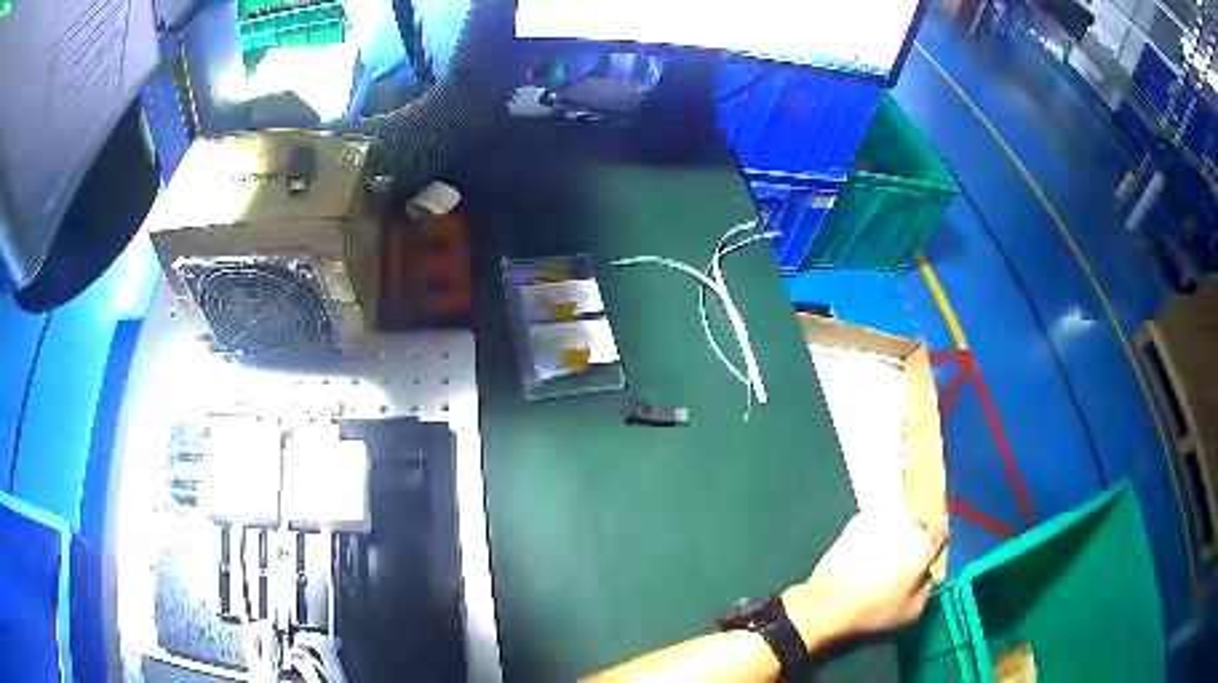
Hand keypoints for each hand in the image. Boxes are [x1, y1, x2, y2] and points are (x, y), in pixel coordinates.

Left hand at [782, 510, 948, 648]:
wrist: (827, 603)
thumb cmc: (873, 611)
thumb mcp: (912, 611)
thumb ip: (927, 587)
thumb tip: (926, 574)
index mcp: (924, 544)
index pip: (942, 532)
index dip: (936, 545)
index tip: (928, 557)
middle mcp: (907, 523)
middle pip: (920, 524)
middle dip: (915, 538)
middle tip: (902, 560)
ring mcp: (880, 517)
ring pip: (898, 519)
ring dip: (896, 532)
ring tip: (882, 555)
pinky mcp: (856, 520)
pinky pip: (875, 521)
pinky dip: (875, 531)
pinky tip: (865, 551)